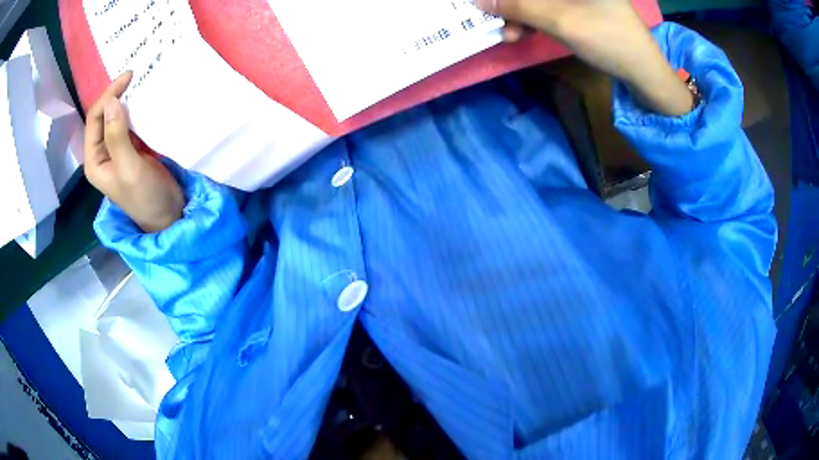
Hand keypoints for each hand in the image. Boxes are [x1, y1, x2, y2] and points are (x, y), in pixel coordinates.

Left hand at [84, 72, 184, 232]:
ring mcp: (118, 148)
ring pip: (118, 116)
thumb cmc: (145, 197)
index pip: (95, 119)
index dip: (108, 97)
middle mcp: (103, 151)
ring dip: (128, 99)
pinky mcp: (133, 146)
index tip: (129, 78)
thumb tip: (112, 102)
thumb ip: (118, 137)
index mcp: (95, 159)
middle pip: (104, 115)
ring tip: (141, 81)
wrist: (168, 214)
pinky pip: (131, 122)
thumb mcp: (129, 168)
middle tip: (136, 74)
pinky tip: (146, 99)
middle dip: (117, 95)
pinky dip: (137, 109)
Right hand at [476, 0, 693, 115]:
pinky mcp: (579, 5)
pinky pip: (547, 6)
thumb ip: (519, 7)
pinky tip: (525, 33)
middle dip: (512, 5)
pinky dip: (533, 19)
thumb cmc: (609, 40)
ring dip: (519, 14)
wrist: (644, 71)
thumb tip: (480, 0)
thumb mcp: (561, 21)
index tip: (489, 6)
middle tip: (498, 23)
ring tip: (511, 36)